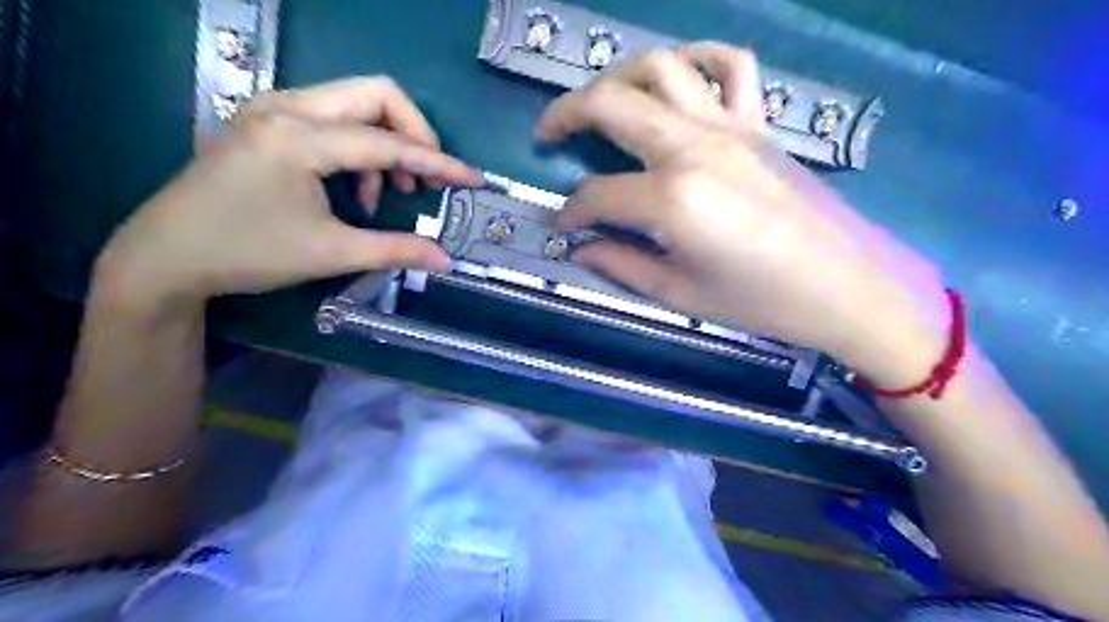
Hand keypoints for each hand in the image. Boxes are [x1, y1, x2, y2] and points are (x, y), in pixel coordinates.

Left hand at [100, 74, 485, 309]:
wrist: (167, 255)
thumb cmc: (248, 253)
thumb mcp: (331, 253)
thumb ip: (396, 250)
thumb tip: (447, 260)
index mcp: (299, 138)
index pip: (388, 141)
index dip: (438, 162)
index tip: (473, 179)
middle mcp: (287, 107)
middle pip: (376, 94)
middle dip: (415, 133)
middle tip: (426, 177)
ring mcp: (274, 109)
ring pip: (355, 102)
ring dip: (386, 142)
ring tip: (389, 191)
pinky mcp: (269, 122)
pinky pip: (333, 118)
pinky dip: (359, 148)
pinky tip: (356, 189)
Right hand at [536, 43, 941, 377]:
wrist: (845, 286)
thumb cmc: (760, 301)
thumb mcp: (680, 294)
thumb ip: (620, 265)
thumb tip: (579, 249)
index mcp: (672, 199)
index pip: (597, 194)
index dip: (571, 212)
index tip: (563, 228)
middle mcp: (694, 147)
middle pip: (612, 104)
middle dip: (566, 114)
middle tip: (547, 134)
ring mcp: (730, 127)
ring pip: (662, 68)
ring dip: (618, 77)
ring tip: (601, 102)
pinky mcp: (759, 124)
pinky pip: (731, 66)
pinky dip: (699, 59)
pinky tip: (680, 77)